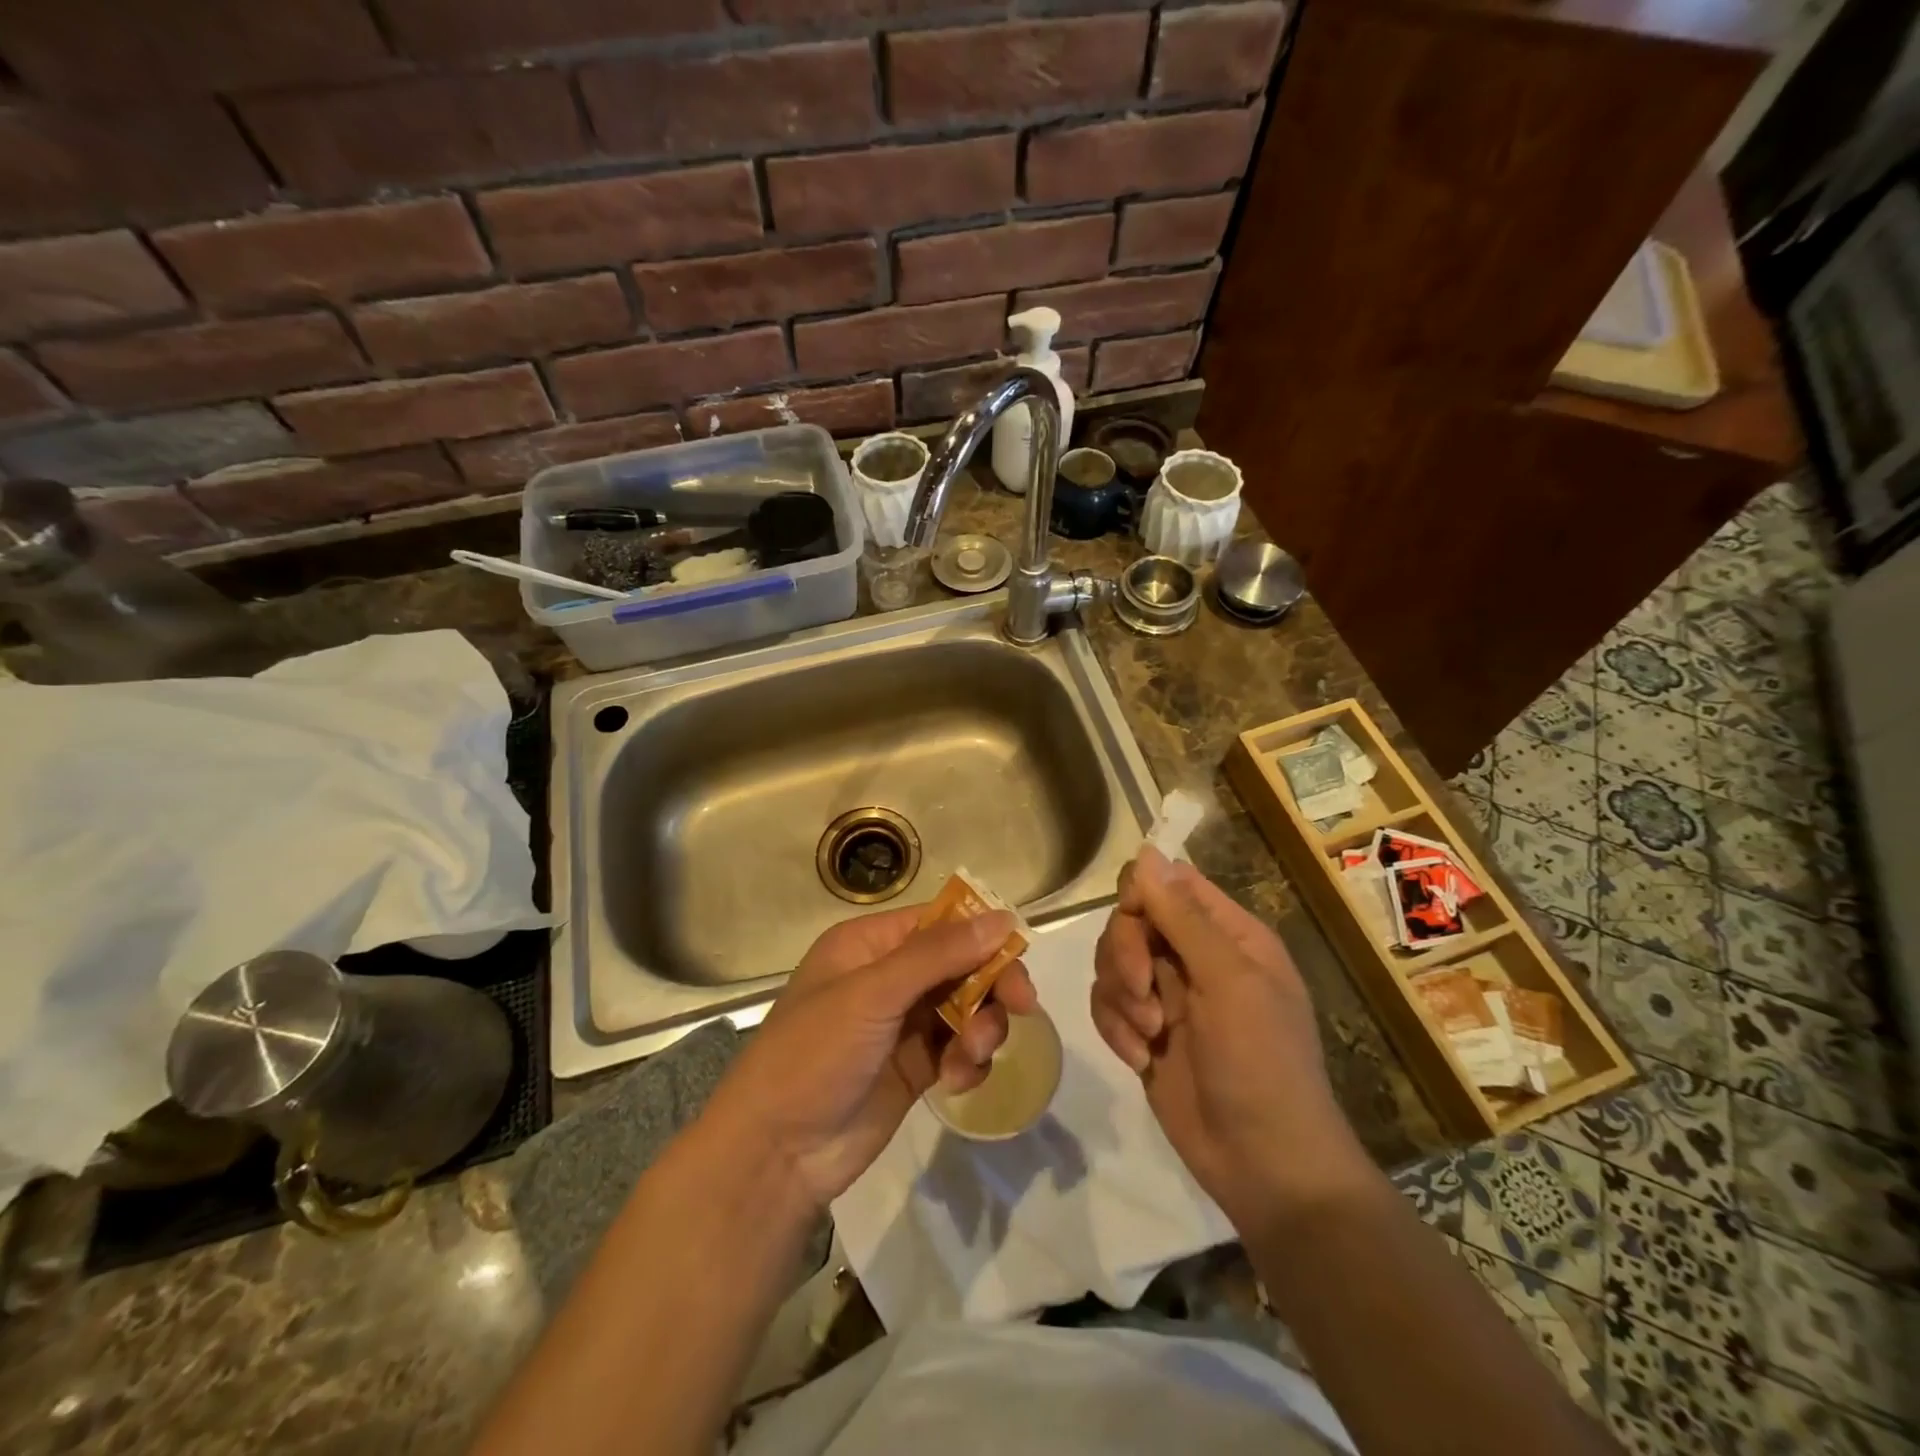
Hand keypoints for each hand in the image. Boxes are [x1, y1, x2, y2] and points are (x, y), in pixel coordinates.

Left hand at [706, 904, 1036, 1210]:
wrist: (776, 1154)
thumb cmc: (813, 1054)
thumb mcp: (872, 995)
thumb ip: (938, 955)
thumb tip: (1002, 917)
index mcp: (870, 945)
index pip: (940, 922)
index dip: (981, 934)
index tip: (1018, 956)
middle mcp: (889, 976)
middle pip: (961, 963)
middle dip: (991, 984)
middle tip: (1023, 1006)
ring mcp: (902, 1023)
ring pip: (967, 1006)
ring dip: (981, 1027)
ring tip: (972, 1055)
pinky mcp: (915, 1066)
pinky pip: (959, 1048)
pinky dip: (968, 1060)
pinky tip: (955, 1081)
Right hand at [1091, 846, 1368, 1231]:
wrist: (1264, 1166)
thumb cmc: (1261, 1064)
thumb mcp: (1228, 982)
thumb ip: (1183, 916)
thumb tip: (1145, 851)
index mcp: (1228, 935)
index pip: (1169, 883)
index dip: (1141, 894)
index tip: (1134, 927)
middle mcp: (1196, 957)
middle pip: (1131, 921)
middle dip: (1125, 955)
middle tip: (1143, 994)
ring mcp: (1168, 996)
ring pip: (1112, 962)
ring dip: (1120, 996)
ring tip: (1147, 1034)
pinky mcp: (1144, 1032)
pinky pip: (1107, 1004)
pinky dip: (1114, 1027)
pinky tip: (1138, 1058)